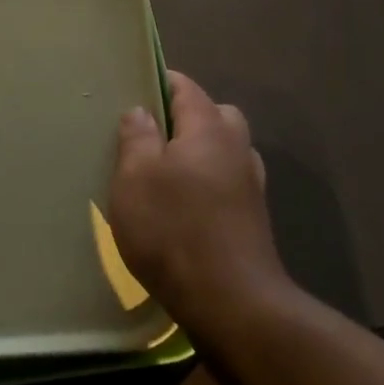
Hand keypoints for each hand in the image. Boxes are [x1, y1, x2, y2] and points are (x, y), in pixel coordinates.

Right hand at [108, 72, 292, 333]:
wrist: (232, 302)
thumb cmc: (173, 230)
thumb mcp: (135, 178)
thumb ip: (137, 137)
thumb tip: (141, 111)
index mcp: (208, 129)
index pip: (186, 87)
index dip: (159, 82)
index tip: (131, 90)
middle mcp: (237, 148)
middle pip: (213, 114)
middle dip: (183, 116)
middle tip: (148, 135)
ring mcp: (250, 184)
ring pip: (224, 149)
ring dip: (198, 151)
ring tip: (164, 171)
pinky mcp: (252, 217)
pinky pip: (227, 180)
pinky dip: (208, 181)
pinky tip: (184, 204)